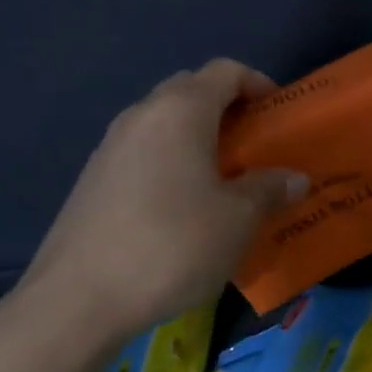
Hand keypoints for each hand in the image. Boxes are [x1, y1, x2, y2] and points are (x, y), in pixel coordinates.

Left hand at [18, 60, 308, 339]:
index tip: (280, 114)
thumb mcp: (239, 219)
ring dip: (199, 138)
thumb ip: (270, 189)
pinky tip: (186, 207)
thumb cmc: (173, 245)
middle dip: (228, 109)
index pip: (225, 71)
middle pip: (191, 90)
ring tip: (226, 179)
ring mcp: (110, 147)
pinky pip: (145, 153)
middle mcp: (142, 116)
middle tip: (256, 146)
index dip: (258, 84)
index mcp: (181, 111)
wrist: (77, 300)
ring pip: (165, 123)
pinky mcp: (93, 180)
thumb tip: (294, 178)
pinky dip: (173, 162)